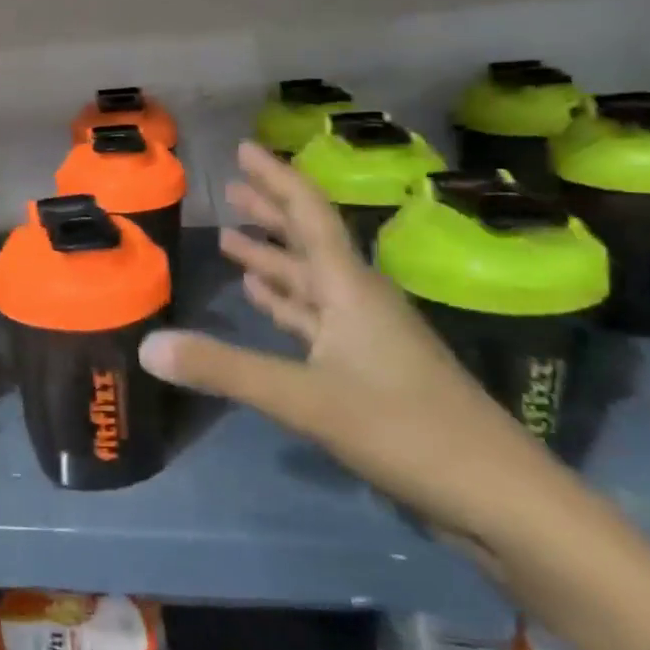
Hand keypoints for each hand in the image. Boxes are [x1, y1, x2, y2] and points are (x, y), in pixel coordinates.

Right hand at [139, 141, 559, 541]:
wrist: (502, 501)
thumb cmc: (407, 430)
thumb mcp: (306, 399)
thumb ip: (225, 369)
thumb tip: (146, 345)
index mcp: (350, 289)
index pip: (308, 214)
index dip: (276, 177)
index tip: (244, 148)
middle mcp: (358, 301)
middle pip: (307, 242)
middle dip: (269, 212)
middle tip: (232, 187)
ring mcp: (366, 337)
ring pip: (309, 282)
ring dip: (272, 257)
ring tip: (232, 237)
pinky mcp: (367, 371)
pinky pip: (314, 319)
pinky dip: (284, 303)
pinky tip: (263, 298)